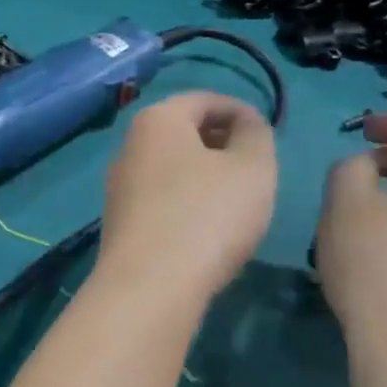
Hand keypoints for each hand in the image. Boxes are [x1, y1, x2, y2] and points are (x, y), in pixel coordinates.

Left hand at [96, 93, 276, 302]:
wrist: (150, 287)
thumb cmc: (207, 215)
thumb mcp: (252, 167)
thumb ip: (256, 135)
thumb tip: (245, 125)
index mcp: (157, 120)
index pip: (204, 100)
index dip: (241, 111)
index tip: (268, 135)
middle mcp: (129, 147)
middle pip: (183, 133)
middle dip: (221, 144)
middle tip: (255, 168)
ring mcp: (119, 188)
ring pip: (171, 169)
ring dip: (204, 177)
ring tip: (236, 201)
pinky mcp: (120, 225)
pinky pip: (161, 200)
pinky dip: (186, 204)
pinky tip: (207, 230)